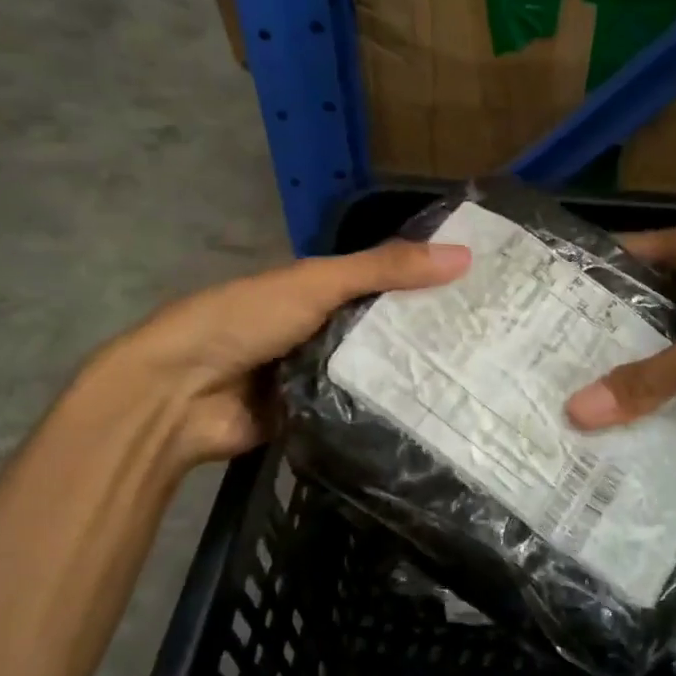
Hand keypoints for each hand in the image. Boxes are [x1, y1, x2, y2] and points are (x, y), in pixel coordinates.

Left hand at [92, 240, 471, 462]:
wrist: (180, 397)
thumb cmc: (245, 321)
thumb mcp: (316, 284)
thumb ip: (383, 270)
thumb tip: (464, 256)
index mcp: (318, 290)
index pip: (385, 281)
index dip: (429, 282)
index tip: (486, 291)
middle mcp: (322, 330)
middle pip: (385, 329)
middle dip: (429, 335)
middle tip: (495, 344)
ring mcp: (319, 377)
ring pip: (377, 373)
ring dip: (414, 376)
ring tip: (482, 380)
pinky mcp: (318, 419)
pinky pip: (361, 411)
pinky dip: (389, 412)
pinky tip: (441, 416)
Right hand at [565, 219, 675, 428]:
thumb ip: (651, 377)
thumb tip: (576, 411)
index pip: (620, 255)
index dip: (579, 281)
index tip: (533, 314)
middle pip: (641, 300)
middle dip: (602, 332)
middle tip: (547, 365)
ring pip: (669, 334)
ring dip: (638, 362)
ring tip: (577, 391)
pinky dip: (674, 381)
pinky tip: (637, 411)